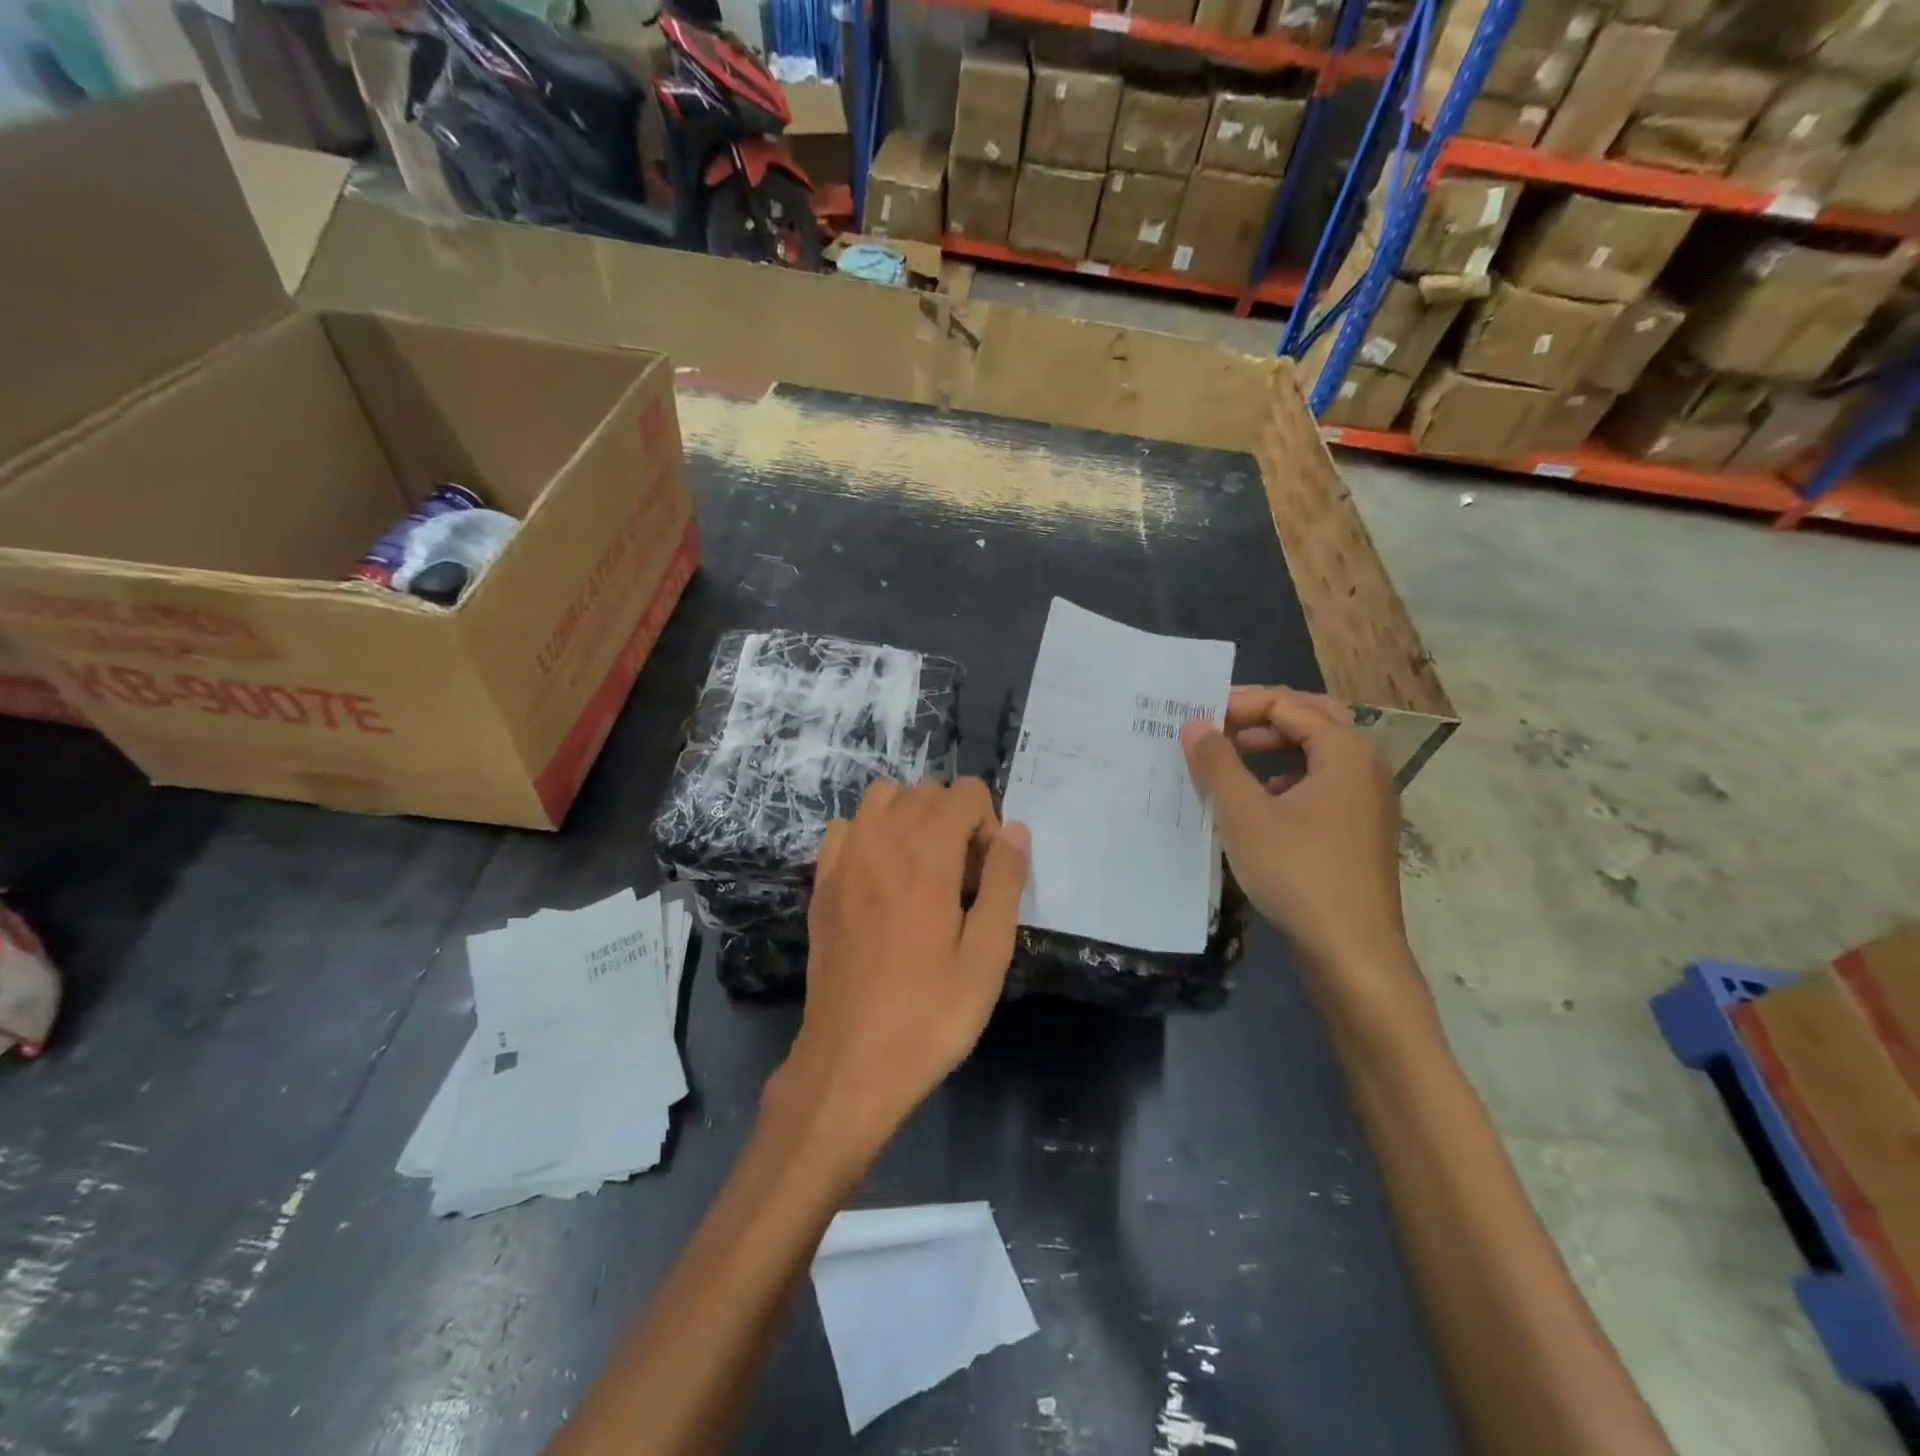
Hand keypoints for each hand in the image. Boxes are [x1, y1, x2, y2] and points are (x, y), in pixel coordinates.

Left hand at [768, 778, 1030, 1162]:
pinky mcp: (822, 883)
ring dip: (911, 816)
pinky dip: (870, 833)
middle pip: (925, 790)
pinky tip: (881, 877)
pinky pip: (847, 827)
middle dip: (954, 818)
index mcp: (925, 856)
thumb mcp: (987, 955)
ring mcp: (844, 859)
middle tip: (963, 878)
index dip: (988, 823)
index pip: (964, 793)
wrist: (851, 1061)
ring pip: (882, 798)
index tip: (986, 874)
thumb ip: (1004, 882)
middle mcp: (880, 841)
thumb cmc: (930, 1014)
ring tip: (924, 868)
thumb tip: (1015, 829)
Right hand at [1180, 687, 1406, 980]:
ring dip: (1274, 747)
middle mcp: (1365, 764)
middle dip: (1260, 718)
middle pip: (1310, 718)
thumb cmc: (1298, 872)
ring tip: (1231, 761)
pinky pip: (1322, 783)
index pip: (1287, 703)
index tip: (1196, 718)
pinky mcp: (1360, 829)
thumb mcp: (1244, 815)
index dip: (1238, 704)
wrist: (1352, 952)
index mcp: (1345, 750)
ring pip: (1318, 752)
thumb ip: (1216, 763)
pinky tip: (1259, 802)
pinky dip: (1288, 778)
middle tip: (1217, 728)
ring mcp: (1367, 799)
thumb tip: (1194, 724)